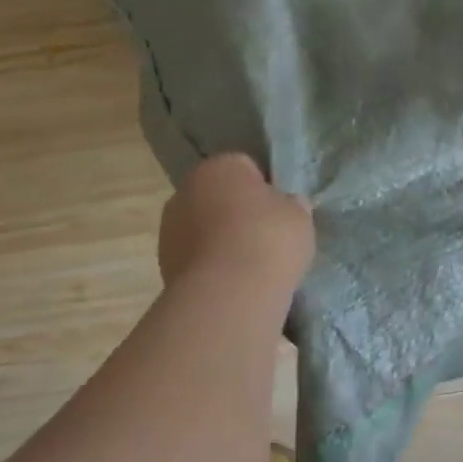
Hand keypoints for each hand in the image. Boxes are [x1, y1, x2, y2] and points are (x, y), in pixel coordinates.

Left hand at [158, 153, 314, 288]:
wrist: (228, 295)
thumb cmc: (268, 239)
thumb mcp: (299, 215)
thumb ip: (290, 205)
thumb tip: (286, 206)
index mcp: (219, 166)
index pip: (245, 167)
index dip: (264, 188)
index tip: (278, 211)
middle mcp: (185, 190)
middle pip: (219, 197)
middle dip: (237, 213)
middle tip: (265, 237)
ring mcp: (169, 229)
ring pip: (204, 228)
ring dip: (221, 240)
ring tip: (250, 265)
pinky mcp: (163, 264)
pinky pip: (197, 257)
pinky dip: (211, 265)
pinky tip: (233, 282)